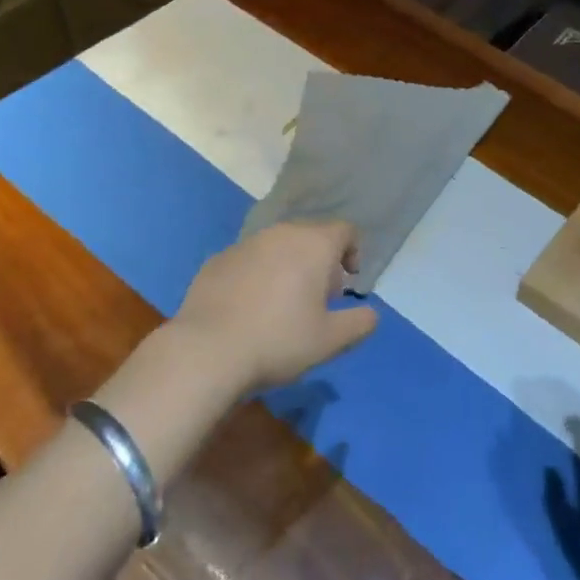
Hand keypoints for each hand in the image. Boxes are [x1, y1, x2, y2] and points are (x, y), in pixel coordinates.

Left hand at [173, 221, 378, 393]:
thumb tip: (371, 314)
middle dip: (320, 261)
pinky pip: (249, 260)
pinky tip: (249, 308)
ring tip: (283, 304)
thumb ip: (359, 323)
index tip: (347, 284)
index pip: (345, 229)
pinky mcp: (218, 259)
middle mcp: (281, 233)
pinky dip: (257, 275)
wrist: (207, 350)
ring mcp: (246, 243)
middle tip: (318, 298)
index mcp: (313, 244)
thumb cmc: (279, 341)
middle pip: (311, 235)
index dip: (353, 252)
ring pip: (278, 245)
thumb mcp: (330, 341)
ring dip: (288, 265)